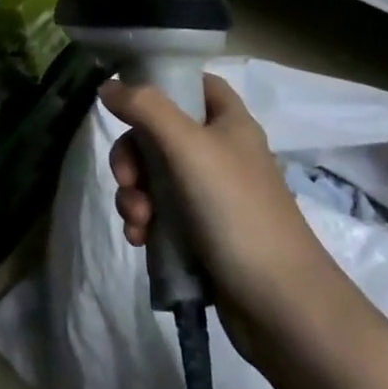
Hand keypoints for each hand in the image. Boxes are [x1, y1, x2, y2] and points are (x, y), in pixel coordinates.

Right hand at [100, 73, 337, 345]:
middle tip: (128, 179)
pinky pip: (158, 213)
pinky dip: (143, 221)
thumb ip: (145, 108)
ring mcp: (210, 195)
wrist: (280, 305)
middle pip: (159, 132)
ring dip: (133, 194)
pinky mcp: (200, 232)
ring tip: (138, 221)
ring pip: (153, 175)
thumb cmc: (237, 211)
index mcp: (229, 123)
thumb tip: (107, 86)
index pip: (194, 84)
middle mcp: (220, 153)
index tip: (127, 100)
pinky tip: (140, 239)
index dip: (161, 84)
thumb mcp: (188, 148)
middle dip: (132, 156)